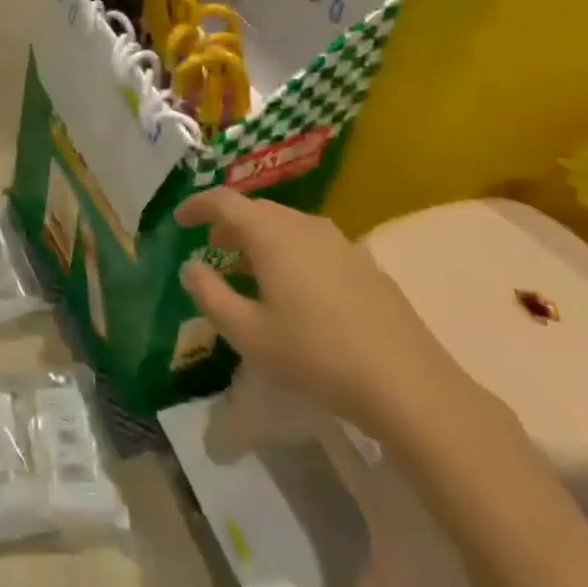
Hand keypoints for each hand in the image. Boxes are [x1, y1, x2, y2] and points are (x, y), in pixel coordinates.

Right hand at [177, 189, 472, 443]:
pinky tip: (295, 289)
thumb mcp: (248, 334)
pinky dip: (290, 251)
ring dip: (260, 238)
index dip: (196, 206)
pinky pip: (313, 242)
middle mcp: (304, 225)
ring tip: (249, 270)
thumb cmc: (316, 356)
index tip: (179, 221)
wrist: (408, 385)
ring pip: (287, 225)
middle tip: (211, 248)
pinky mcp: (364, 263)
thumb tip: (190, 267)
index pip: (223, 201)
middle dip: (228, 223)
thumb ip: (210, 295)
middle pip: (257, 209)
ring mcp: (339, 242)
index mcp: (271, 234)